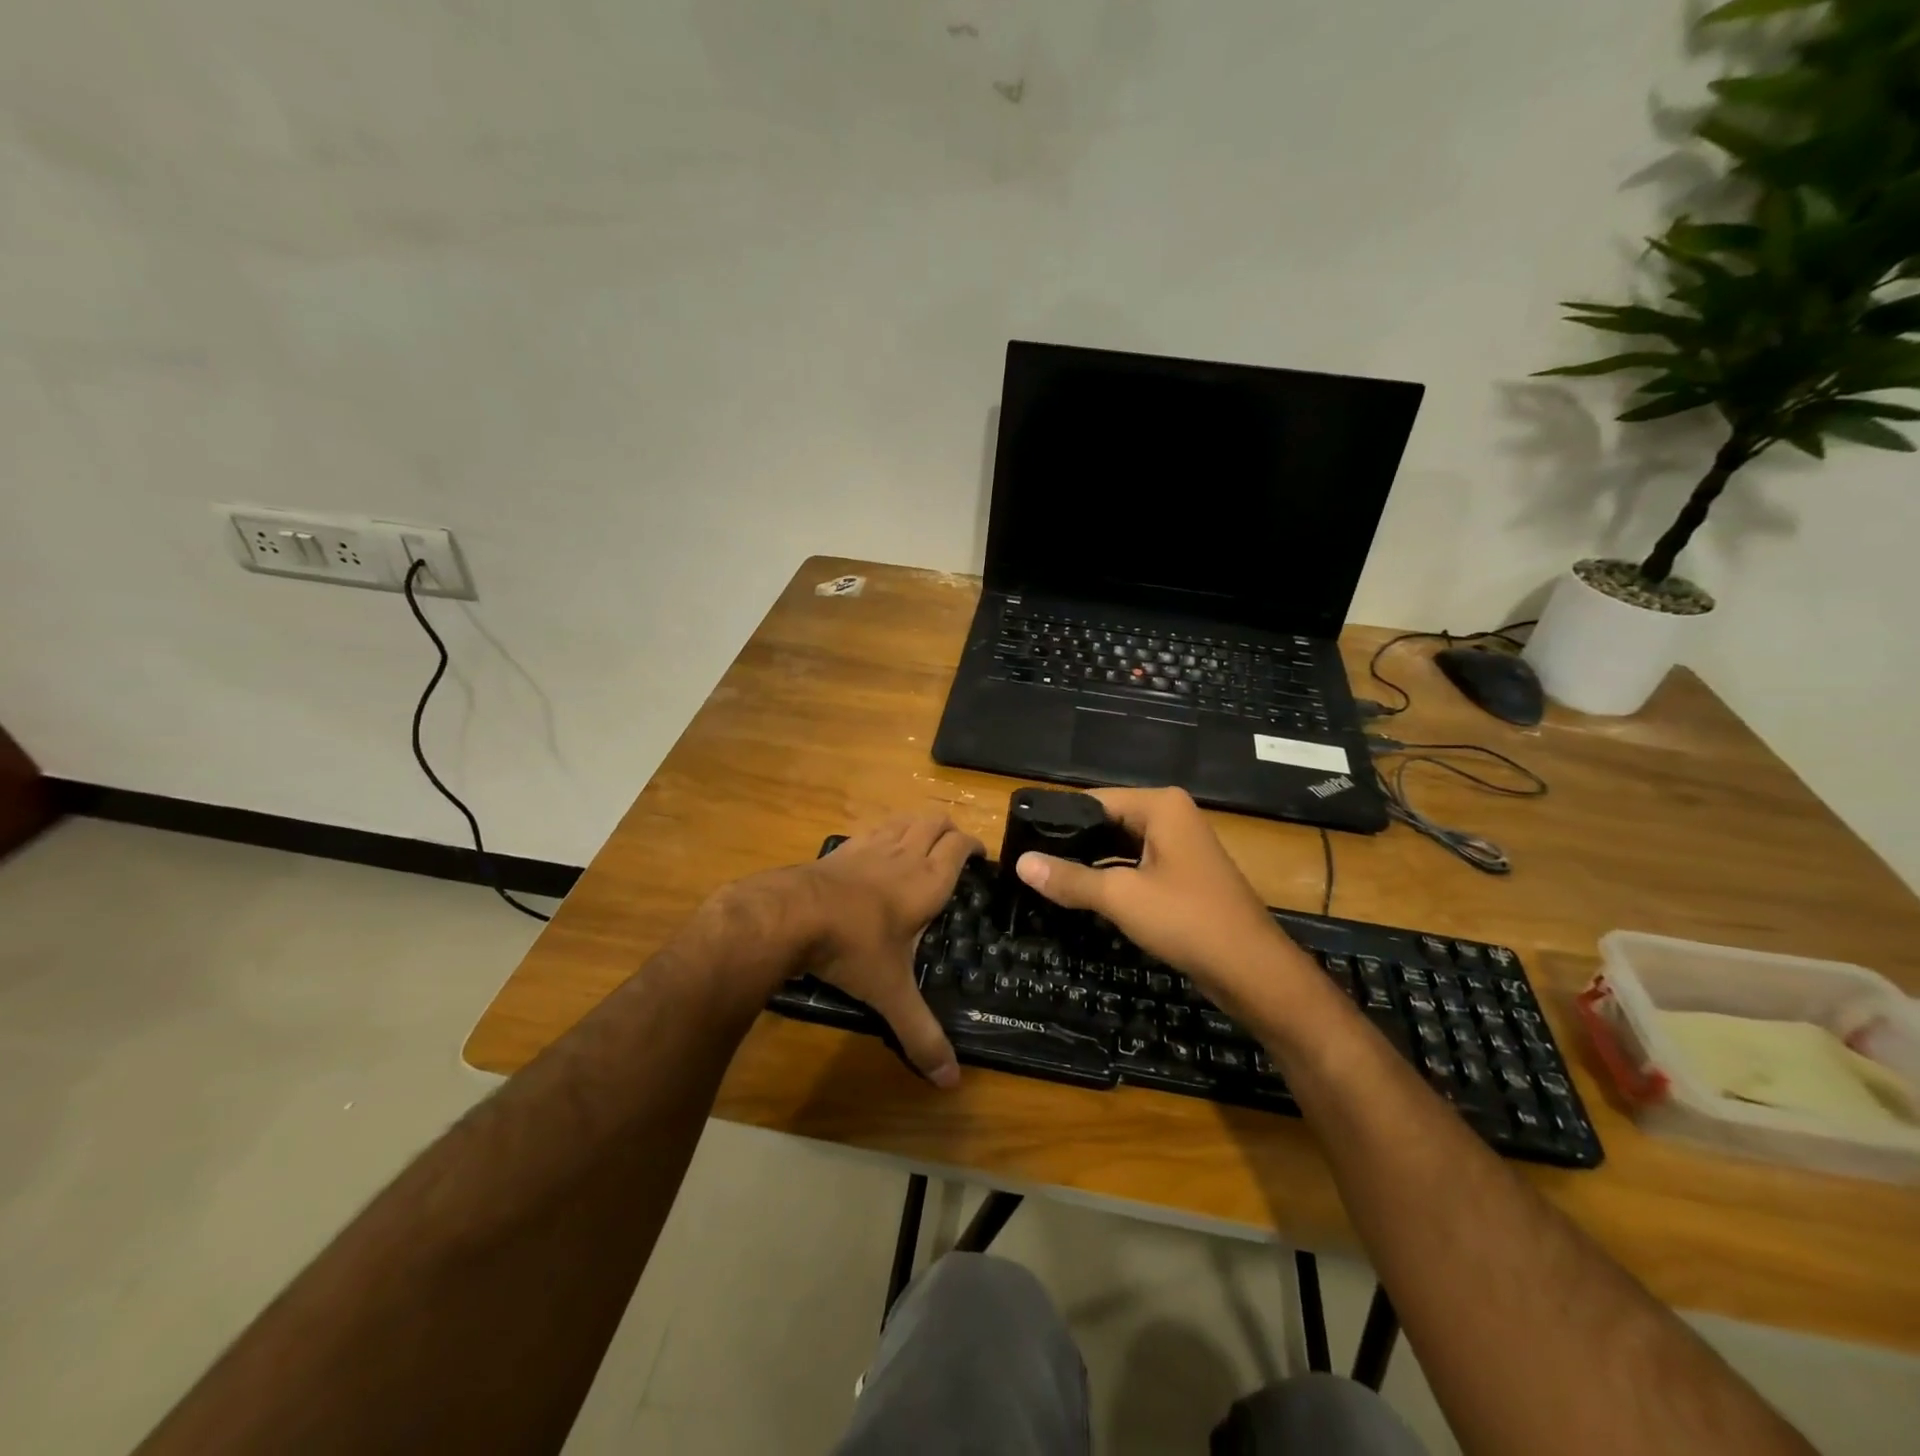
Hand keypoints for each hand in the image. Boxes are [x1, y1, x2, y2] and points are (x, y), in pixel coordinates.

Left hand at [801, 814, 982, 1086]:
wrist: (792, 915)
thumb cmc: (853, 947)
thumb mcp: (890, 993)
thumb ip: (920, 1034)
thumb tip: (950, 1081)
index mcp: (928, 882)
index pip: (960, 846)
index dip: (974, 846)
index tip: (981, 857)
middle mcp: (904, 855)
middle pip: (935, 822)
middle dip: (949, 830)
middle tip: (954, 851)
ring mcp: (870, 846)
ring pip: (905, 819)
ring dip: (918, 825)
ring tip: (922, 844)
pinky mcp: (842, 848)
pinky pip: (873, 829)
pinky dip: (885, 833)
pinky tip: (877, 853)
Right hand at [1014, 787, 1306, 1007]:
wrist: (1252, 971)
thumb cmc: (1186, 920)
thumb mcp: (1120, 897)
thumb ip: (1069, 878)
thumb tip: (1021, 863)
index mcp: (1160, 806)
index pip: (1094, 800)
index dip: (1057, 820)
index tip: (1021, 839)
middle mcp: (1171, 816)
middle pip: (1107, 822)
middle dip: (1072, 843)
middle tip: (1028, 862)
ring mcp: (1179, 846)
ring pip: (1120, 847)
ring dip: (1089, 863)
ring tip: (1045, 878)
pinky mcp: (1182, 875)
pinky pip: (1136, 866)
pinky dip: (1111, 878)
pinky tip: (1082, 894)